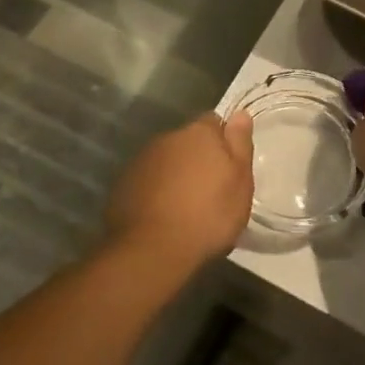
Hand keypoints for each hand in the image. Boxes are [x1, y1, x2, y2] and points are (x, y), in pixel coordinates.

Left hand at [104, 111, 254, 272]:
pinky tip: (163, 214)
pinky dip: (156, 190)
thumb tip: (240, 114)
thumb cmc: (208, 215)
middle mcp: (168, 138)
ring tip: (185, 206)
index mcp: (199, 133)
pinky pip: (148, 180)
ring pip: (167, 160)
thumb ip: (240, 144)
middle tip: (210, 190)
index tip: (229, 166)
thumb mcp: (240, 182)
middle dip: (198, 158)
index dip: (224, 142)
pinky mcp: (123, 183)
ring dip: (176, 174)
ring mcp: (142, 160)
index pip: (214, 122)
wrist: (152, 250)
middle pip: (188, 141)